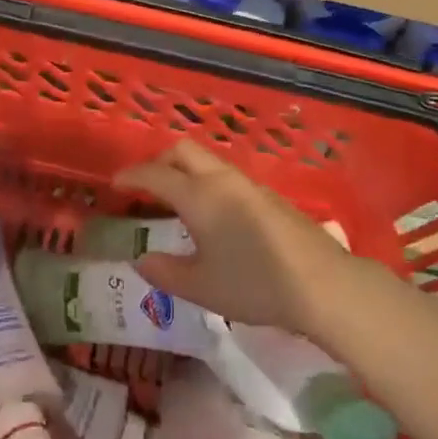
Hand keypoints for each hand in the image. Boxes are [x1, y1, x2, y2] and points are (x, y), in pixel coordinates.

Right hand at [113, 140, 355, 339]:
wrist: (323, 284)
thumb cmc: (254, 284)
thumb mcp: (202, 287)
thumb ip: (166, 272)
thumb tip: (141, 260)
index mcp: (198, 196)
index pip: (155, 175)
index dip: (131, 176)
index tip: (115, 184)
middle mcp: (222, 180)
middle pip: (183, 151)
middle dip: (160, 162)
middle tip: (146, 186)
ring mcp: (250, 185)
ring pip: (209, 162)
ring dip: (187, 171)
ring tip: (178, 202)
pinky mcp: (271, 197)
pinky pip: (228, 178)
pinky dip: (209, 184)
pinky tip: (215, 216)